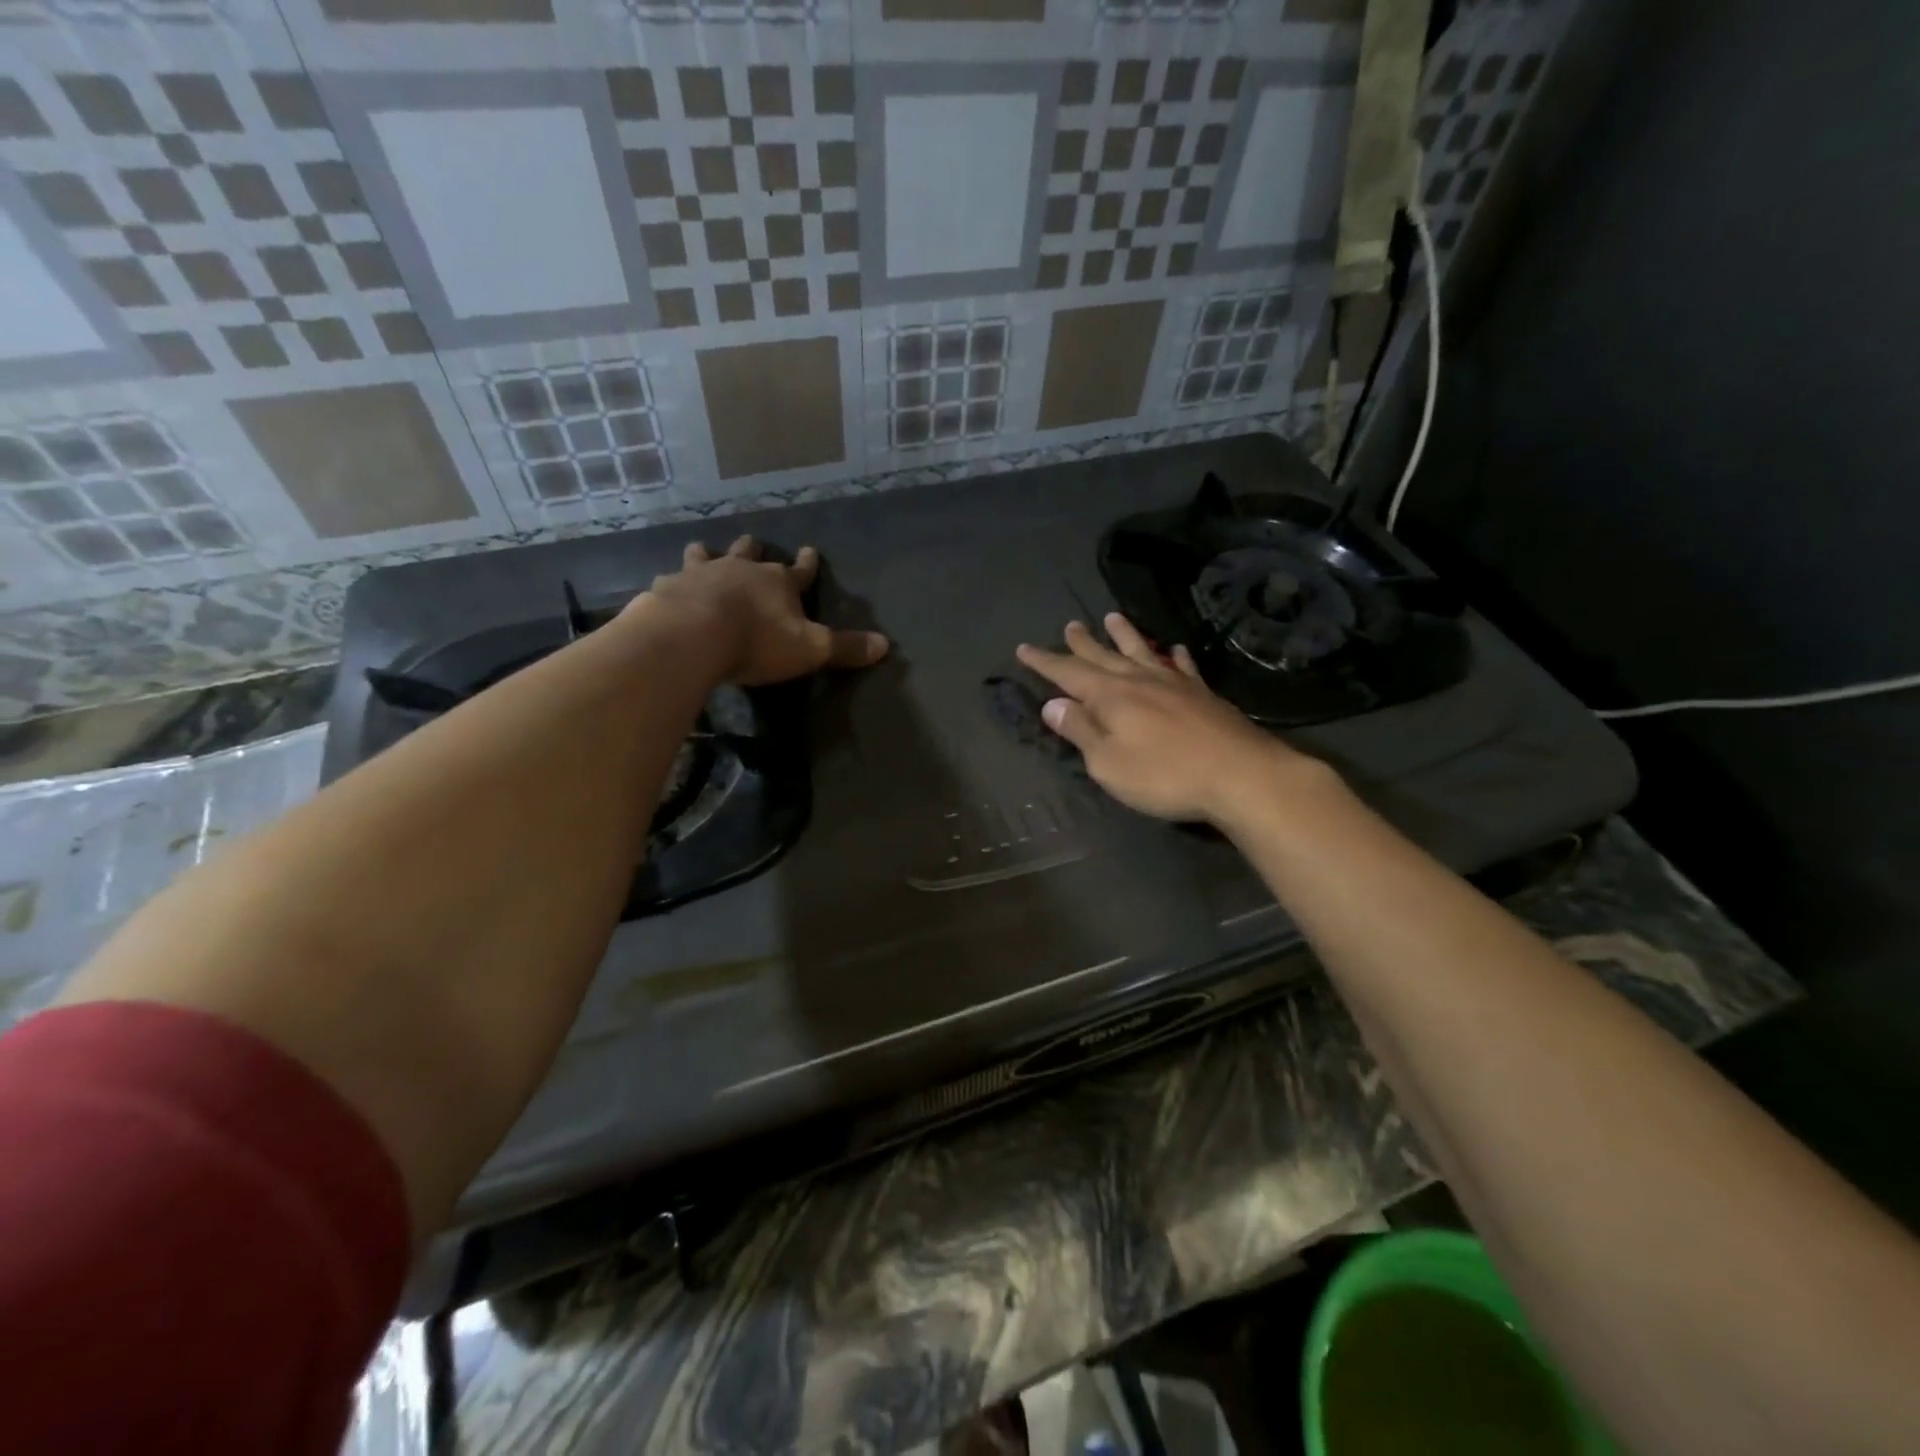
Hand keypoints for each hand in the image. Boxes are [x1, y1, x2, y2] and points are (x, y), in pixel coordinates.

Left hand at [644, 535, 888, 685]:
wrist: (692, 636)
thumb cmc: (757, 641)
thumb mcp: (810, 649)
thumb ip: (845, 647)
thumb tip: (885, 645)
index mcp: (778, 582)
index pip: (801, 570)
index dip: (808, 563)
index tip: (811, 550)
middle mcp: (740, 569)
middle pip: (750, 552)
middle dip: (755, 548)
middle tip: (754, 543)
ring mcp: (700, 574)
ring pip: (705, 555)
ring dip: (708, 554)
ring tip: (704, 551)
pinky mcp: (668, 588)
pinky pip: (671, 580)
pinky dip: (674, 583)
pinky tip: (667, 588)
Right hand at [1016, 614, 1312, 824]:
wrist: (1239, 775)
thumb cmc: (1164, 775)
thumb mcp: (1108, 762)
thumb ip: (1081, 731)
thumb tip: (1053, 704)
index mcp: (1110, 696)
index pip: (1068, 673)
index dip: (1044, 661)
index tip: (1024, 648)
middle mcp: (1139, 680)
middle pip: (1104, 656)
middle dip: (1082, 643)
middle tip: (1069, 625)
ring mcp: (1174, 684)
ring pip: (1141, 652)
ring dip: (1124, 635)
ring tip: (1112, 617)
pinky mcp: (1202, 695)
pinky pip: (1182, 667)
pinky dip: (1174, 656)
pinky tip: (1174, 649)